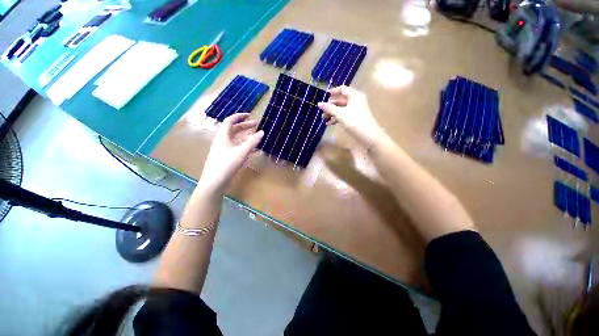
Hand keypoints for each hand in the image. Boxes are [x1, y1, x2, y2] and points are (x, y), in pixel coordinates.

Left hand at [198, 113, 263, 192]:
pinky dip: (246, 146)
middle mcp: (223, 141)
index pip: (230, 121)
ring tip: (257, 136)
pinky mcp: (228, 157)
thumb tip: (262, 132)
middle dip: (245, 126)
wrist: (215, 182)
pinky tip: (254, 149)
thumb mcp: (241, 151)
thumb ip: (252, 142)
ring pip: (237, 139)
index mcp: (223, 136)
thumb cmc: (226, 164)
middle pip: (234, 129)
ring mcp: (225, 150)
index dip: (239, 116)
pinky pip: (238, 148)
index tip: (250, 115)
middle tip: (256, 125)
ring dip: (246, 136)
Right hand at [318, 86, 385, 148]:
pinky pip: (343, 115)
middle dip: (330, 104)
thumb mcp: (341, 114)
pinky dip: (337, 118)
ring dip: (332, 112)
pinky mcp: (354, 118)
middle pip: (341, 100)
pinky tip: (329, 123)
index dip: (333, 92)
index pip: (342, 89)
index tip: (323, 96)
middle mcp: (355, 101)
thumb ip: (330, 108)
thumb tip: (319, 103)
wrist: (368, 136)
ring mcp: (355, 110)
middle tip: (321, 110)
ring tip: (323, 118)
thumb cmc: (355, 122)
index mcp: (354, 96)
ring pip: (341, 108)